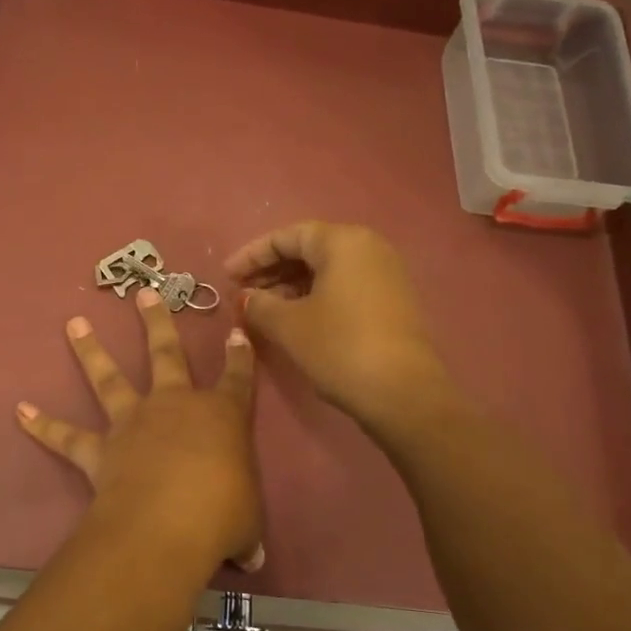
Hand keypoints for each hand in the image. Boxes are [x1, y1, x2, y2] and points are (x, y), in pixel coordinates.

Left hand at [17, 287, 263, 571]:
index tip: (237, 332)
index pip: (237, 378)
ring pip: (109, 378)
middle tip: (143, 292)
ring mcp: (132, 423)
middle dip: (156, 321)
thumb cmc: (221, 515)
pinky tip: (20, 411)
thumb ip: (245, 529)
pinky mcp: (99, 450)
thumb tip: (251, 556)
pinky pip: (66, 436)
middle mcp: (174, 406)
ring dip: (90, 350)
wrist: (165, 526)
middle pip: (166, 353)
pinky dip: (42, 424)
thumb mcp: (247, 523)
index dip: (240, 356)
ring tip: (73, 323)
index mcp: (221, 416)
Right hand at [225, 221, 453, 428]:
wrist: (403, 393)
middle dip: (271, 270)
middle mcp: (369, 248)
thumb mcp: (288, 324)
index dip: (252, 255)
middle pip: (309, 249)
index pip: (287, 236)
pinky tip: (294, 319)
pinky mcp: (392, 301)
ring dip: (290, 286)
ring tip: (262, 309)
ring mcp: (385, 275)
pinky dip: (315, 296)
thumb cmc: (339, 347)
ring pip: (327, 270)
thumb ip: (259, 304)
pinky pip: (344, 286)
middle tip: (241, 293)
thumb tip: (245, 297)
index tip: (226, 276)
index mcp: (343, 242)